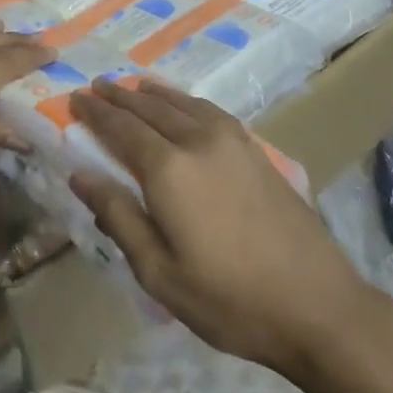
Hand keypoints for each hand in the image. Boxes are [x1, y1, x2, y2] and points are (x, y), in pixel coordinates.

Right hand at [69, 79, 377, 374]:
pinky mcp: (256, 151)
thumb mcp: (158, 271)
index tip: (74, 97)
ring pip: (182, 103)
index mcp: (169, 169)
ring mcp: (233, 142)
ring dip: (152, 93)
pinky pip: (210, 110)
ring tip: (132, 86)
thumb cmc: (229, 299)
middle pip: (149, 108)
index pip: (120, 128)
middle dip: (119, 96)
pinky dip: (186, 100)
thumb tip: (79, 175)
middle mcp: (198, 142)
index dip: (94, 112)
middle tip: (95, 87)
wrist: (319, 306)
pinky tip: (183, 105)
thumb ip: (117, 216)